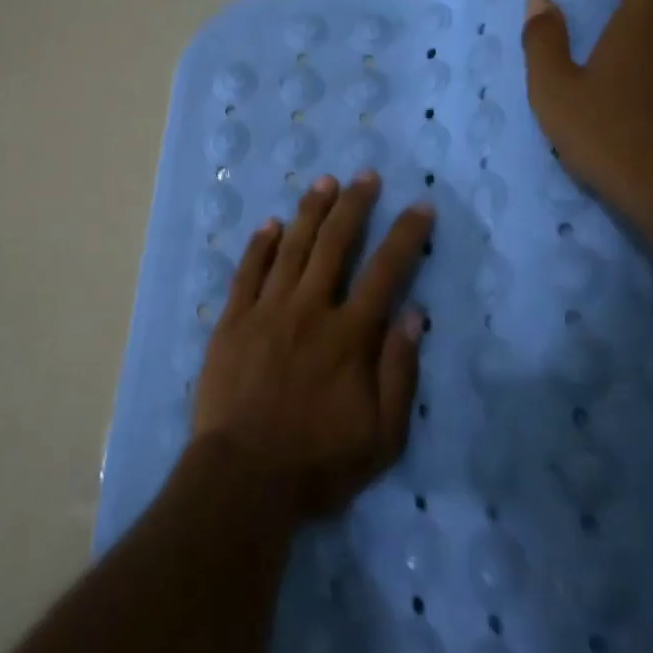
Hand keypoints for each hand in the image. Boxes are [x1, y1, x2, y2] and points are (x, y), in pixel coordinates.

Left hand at [191, 171, 429, 520]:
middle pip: (335, 244)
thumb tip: (414, 315)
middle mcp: (310, 309)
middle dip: (354, 205)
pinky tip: (270, 223)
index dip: (405, 235)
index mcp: (349, 335)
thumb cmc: (318, 462)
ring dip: (310, 211)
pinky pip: (247, 272)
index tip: (419, 206)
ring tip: (324, 182)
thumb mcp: (381, 435)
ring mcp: (267, 310)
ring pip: (291, 247)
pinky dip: (260, 245)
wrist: (243, 476)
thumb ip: (399, 372)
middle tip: (365, 176)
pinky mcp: (233, 320)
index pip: (385, 271)